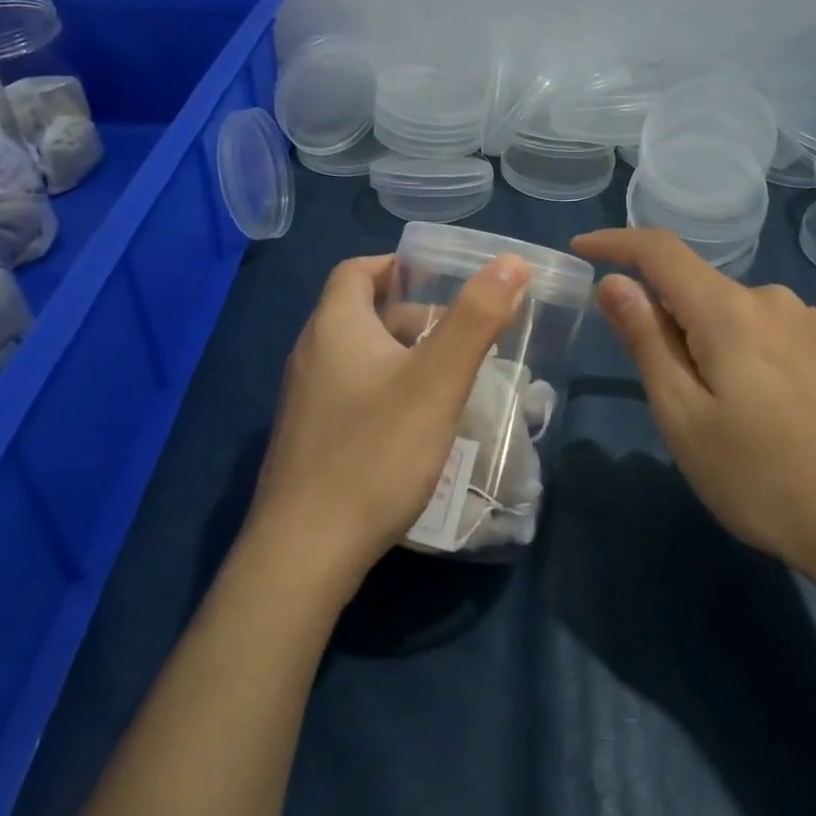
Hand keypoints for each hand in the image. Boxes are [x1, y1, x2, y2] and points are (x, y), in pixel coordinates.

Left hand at [248, 252, 530, 590]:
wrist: (304, 553)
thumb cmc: (375, 454)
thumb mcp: (436, 381)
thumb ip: (475, 319)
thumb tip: (511, 262)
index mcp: (334, 326)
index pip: (357, 270)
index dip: (397, 265)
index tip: (440, 279)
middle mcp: (310, 354)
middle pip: (359, 312)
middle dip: (410, 314)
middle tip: (458, 334)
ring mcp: (304, 400)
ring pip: (356, 356)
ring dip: (400, 355)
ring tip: (445, 378)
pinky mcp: (307, 439)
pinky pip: (349, 393)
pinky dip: (384, 389)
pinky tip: (414, 425)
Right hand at [572, 228, 815, 596]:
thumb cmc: (760, 477)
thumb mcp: (682, 416)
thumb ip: (646, 340)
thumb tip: (614, 282)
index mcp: (729, 311)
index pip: (660, 251)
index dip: (616, 242)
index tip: (582, 249)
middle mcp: (777, 300)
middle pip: (701, 292)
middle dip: (673, 324)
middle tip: (673, 396)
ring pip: (742, 316)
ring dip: (718, 344)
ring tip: (732, 416)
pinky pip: (781, 334)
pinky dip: (758, 354)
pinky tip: (777, 410)